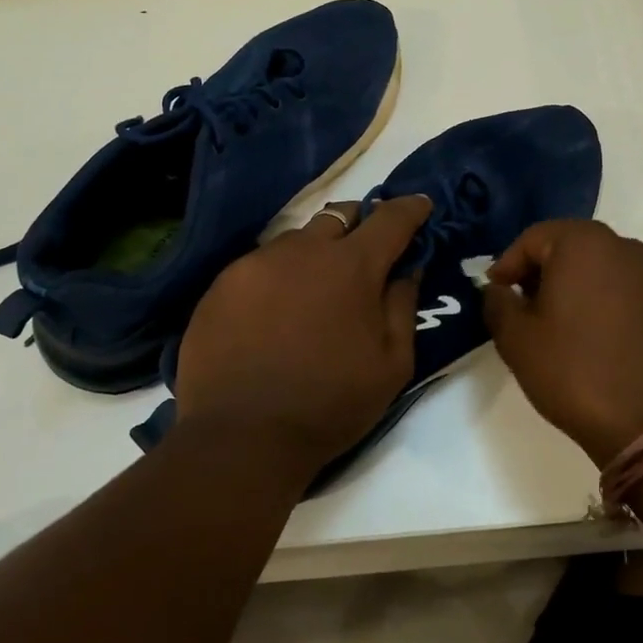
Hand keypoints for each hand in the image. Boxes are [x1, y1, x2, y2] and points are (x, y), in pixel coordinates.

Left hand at [173, 196, 431, 478]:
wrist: (241, 436)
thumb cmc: (330, 404)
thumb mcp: (391, 364)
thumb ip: (403, 306)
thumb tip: (407, 269)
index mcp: (352, 266)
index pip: (390, 219)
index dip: (410, 209)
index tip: (420, 206)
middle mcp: (303, 250)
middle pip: (339, 216)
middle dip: (360, 223)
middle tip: (366, 248)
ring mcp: (256, 263)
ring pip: (296, 240)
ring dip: (316, 252)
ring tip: (315, 288)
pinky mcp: (221, 284)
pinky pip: (260, 265)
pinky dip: (278, 276)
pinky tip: (274, 311)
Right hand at [482, 220, 642, 466]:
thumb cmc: (575, 371)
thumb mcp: (516, 339)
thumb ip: (497, 303)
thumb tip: (498, 290)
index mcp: (583, 243)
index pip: (531, 239)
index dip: (506, 266)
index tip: (495, 296)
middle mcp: (621, 246)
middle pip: (565, 247)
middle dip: (537, 273)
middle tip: (519, 308)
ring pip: (593, 267)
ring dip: (568, 287)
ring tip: (551, 325)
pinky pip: (618, 287)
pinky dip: (595, 300)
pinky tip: (586, 336)